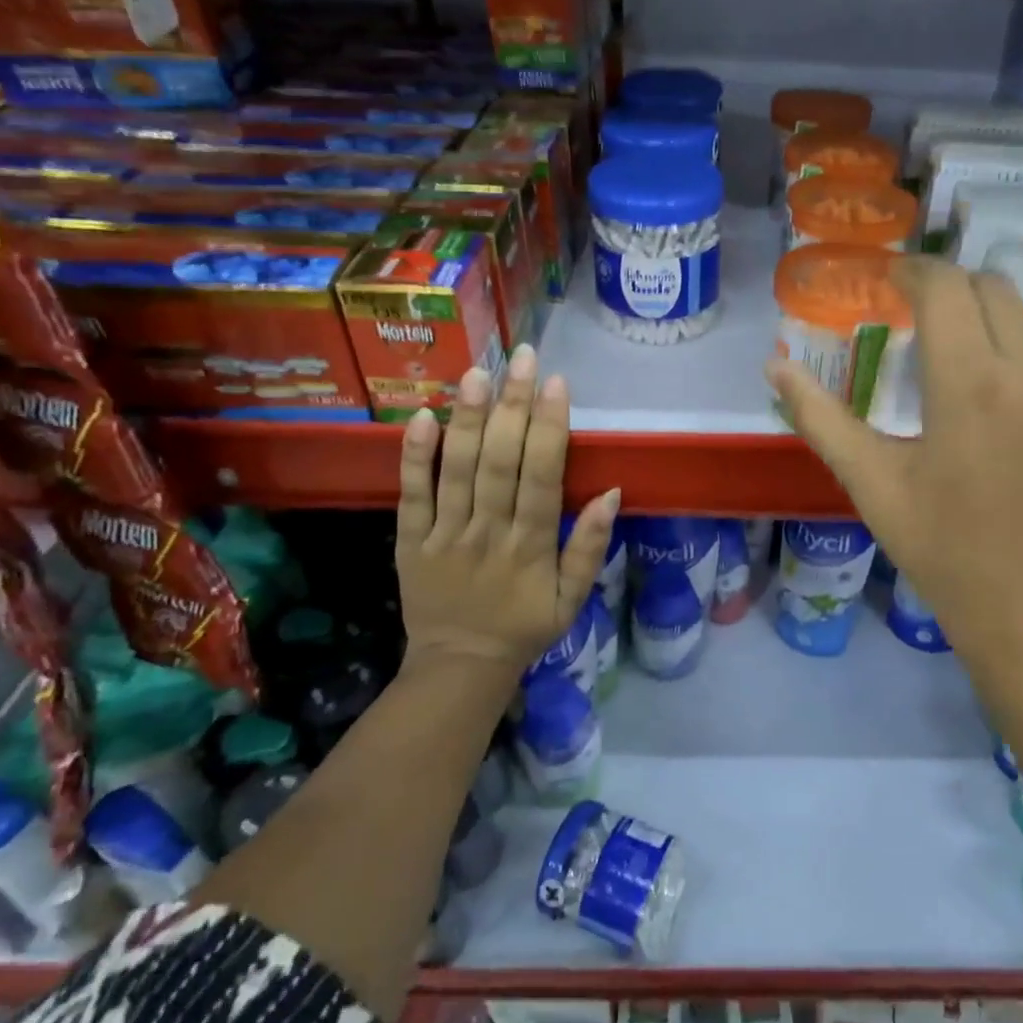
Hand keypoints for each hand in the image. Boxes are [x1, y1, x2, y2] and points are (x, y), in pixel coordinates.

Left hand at [396, 343, 619, 684]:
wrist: (460, 665)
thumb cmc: (525, 627)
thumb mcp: (573, 598)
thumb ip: (590, 545)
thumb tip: (613, 492)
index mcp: (532, 546)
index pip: (542, 476)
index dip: (549, 428)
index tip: (556, 383)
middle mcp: (489, 532)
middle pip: (500, 461)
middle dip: (512, 406)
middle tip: (520, 357)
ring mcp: (445, 534)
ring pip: (457, 469)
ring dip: (467, 418)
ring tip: (475, 372)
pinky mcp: (410, 540)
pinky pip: (411, 494)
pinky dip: (414, 456)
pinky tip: (421, 417)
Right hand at [766, 259, 1022, 681]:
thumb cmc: (940, 548)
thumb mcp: (870, 481)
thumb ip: (818, 416)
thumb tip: (774, 368)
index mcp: (970, 383)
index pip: (946, 286)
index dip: (913, 270)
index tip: (888, 279)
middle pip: (994, 288)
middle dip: (951, 289)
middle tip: (917, 318)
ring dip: (988, 322)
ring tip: (955, 363)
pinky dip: (1020, 359)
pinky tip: (998, 408)